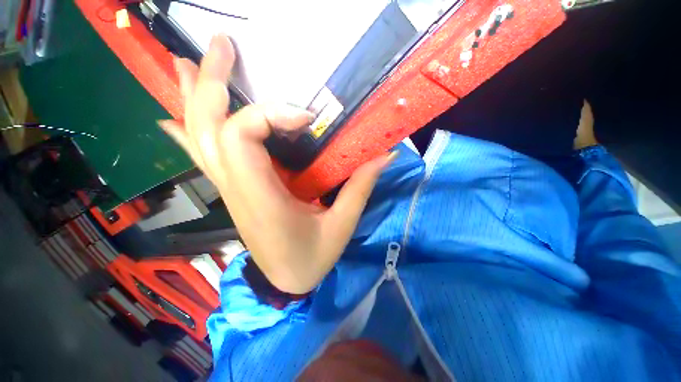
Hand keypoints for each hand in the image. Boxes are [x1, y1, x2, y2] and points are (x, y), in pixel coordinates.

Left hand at [159, 35, 395, 293]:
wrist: (286, 281)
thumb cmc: (312, 258)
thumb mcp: (341, 226)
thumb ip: (360, 187)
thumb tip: (385, 154)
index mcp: (262, 200)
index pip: (244, 140)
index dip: (271, 115)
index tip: (306, 117)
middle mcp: (237, 190)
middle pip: (208, 129)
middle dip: (210, 83)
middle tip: (221, 46)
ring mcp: (230, 190)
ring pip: (198, 139)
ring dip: (193, 98)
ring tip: (186, 62)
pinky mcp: (234, 192)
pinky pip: (202, 156)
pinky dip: (188, 130)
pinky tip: (175, 113)